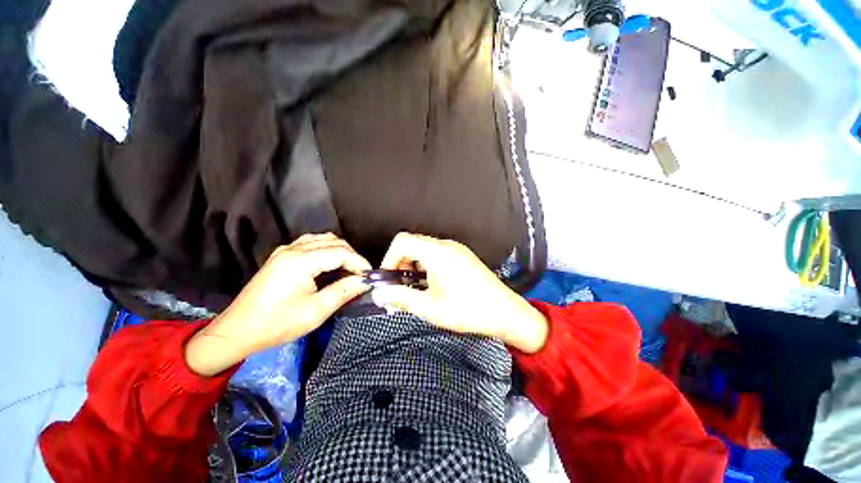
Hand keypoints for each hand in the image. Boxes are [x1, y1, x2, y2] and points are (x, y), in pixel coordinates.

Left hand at [185, 233, 371, 375]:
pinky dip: (326, 249)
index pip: (341, 252)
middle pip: (333, 241)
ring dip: (340, 250)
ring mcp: (285, 250)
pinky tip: (329, 263)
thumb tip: (365, 282)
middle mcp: (293, 249)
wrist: (237, 331)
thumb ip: (344, 291)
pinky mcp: (281, 255)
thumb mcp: (315, 311)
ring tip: (348, 268)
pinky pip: (311, 242)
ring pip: (323, 239)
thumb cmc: (277, 324)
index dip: (359, 262)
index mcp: (300, 261)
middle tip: (360, 274)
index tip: (369, 276)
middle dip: (352, 256)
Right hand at [374, 233, 547, 352]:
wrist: (505, 312)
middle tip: (399, 287)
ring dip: (413, 266)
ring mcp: (456, 249)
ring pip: (424, 250)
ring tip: (415, 289)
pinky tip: (431, 286)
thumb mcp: (430, 307)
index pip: (402, 241)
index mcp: (438, 253)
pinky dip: (426, 266)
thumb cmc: (468, 310)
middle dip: (400, 264)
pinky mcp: (462, 256)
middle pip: (412, 244)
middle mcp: (447, 245)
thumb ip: (401, 297)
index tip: (388, 279)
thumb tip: (380, 294)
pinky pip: (436, 255)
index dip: (389, 258)